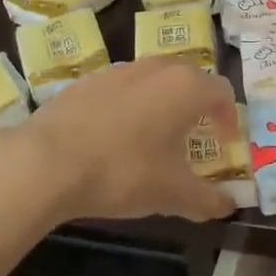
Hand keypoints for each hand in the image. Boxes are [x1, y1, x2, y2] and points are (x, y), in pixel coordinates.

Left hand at [3, 58, 237, 223]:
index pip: (222, 91)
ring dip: (161, 103)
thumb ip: (206, 200)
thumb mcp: (172, 194)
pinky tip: (113, 138)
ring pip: (152, 80)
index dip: (228, 116)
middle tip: (193, 135)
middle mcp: (156, 68)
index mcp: (185, 87)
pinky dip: (128, 106)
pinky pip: (120, 89)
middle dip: (196, 105)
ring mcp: (118, 71)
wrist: (47, 161)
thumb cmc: (123, 171)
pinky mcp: (86, 81)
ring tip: (152, 136)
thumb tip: (227, 207)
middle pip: (188, 78)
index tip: (224, 141)